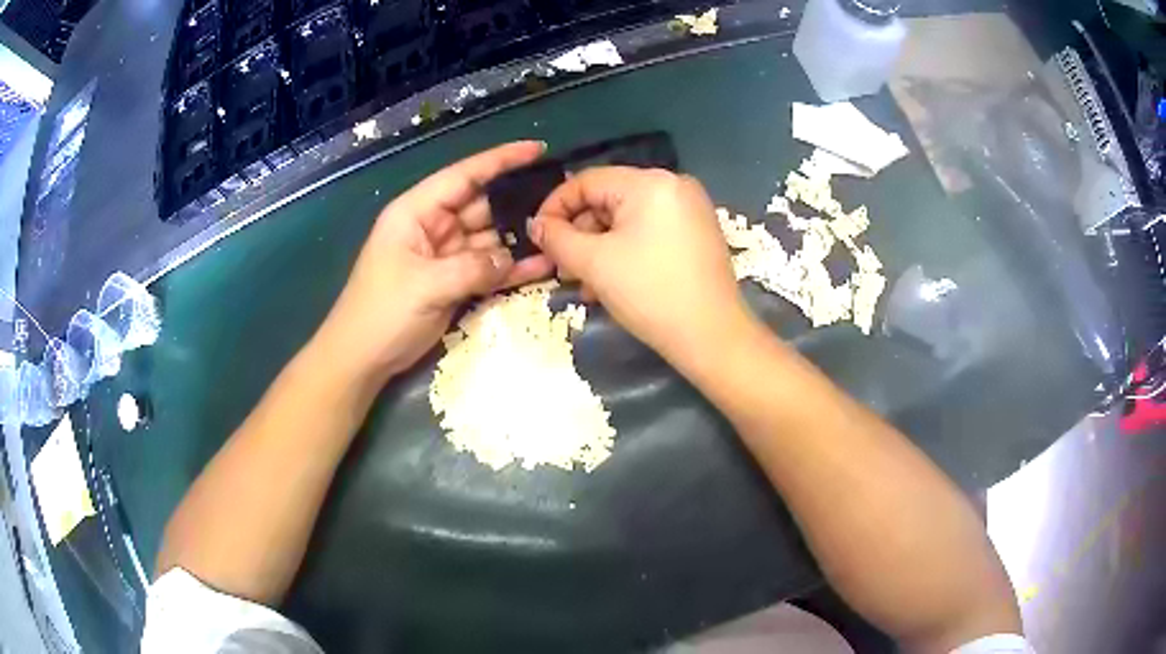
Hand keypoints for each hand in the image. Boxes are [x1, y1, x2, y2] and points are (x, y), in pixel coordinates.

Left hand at [315, 141, 553, 381]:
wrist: (362, 359)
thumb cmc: (381, 313)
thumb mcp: (425, 286)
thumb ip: (471, 268)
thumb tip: (510, 258)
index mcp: (416, 212)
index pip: (463, 176)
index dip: (499, 160)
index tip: (536, 149)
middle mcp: (433, 227)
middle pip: (482, 207)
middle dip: (516, 206)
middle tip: (559, 207)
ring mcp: (445, 255)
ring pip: (489, 239)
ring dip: (518, 241)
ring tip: (558, 239)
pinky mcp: (453, 281)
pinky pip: (487, 269)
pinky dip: (511, 270)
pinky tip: (542, 268)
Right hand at [530, 167, 750, 363]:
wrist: (712, 336)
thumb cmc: (650, 293)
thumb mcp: (593, 263)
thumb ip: (557, 238)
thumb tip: (536, 225)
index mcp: (650, 182)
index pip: (587, 181)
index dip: (555, 207)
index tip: (537, 237)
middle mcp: (673, 185)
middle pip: (608, 200)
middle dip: (579, 234)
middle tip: (562, 268)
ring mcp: (690, 209)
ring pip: (627, 220)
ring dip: (598, 248)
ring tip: (583, 283)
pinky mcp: (697, 233)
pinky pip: (649, 232)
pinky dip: (625, 251)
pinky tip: (610, 282)